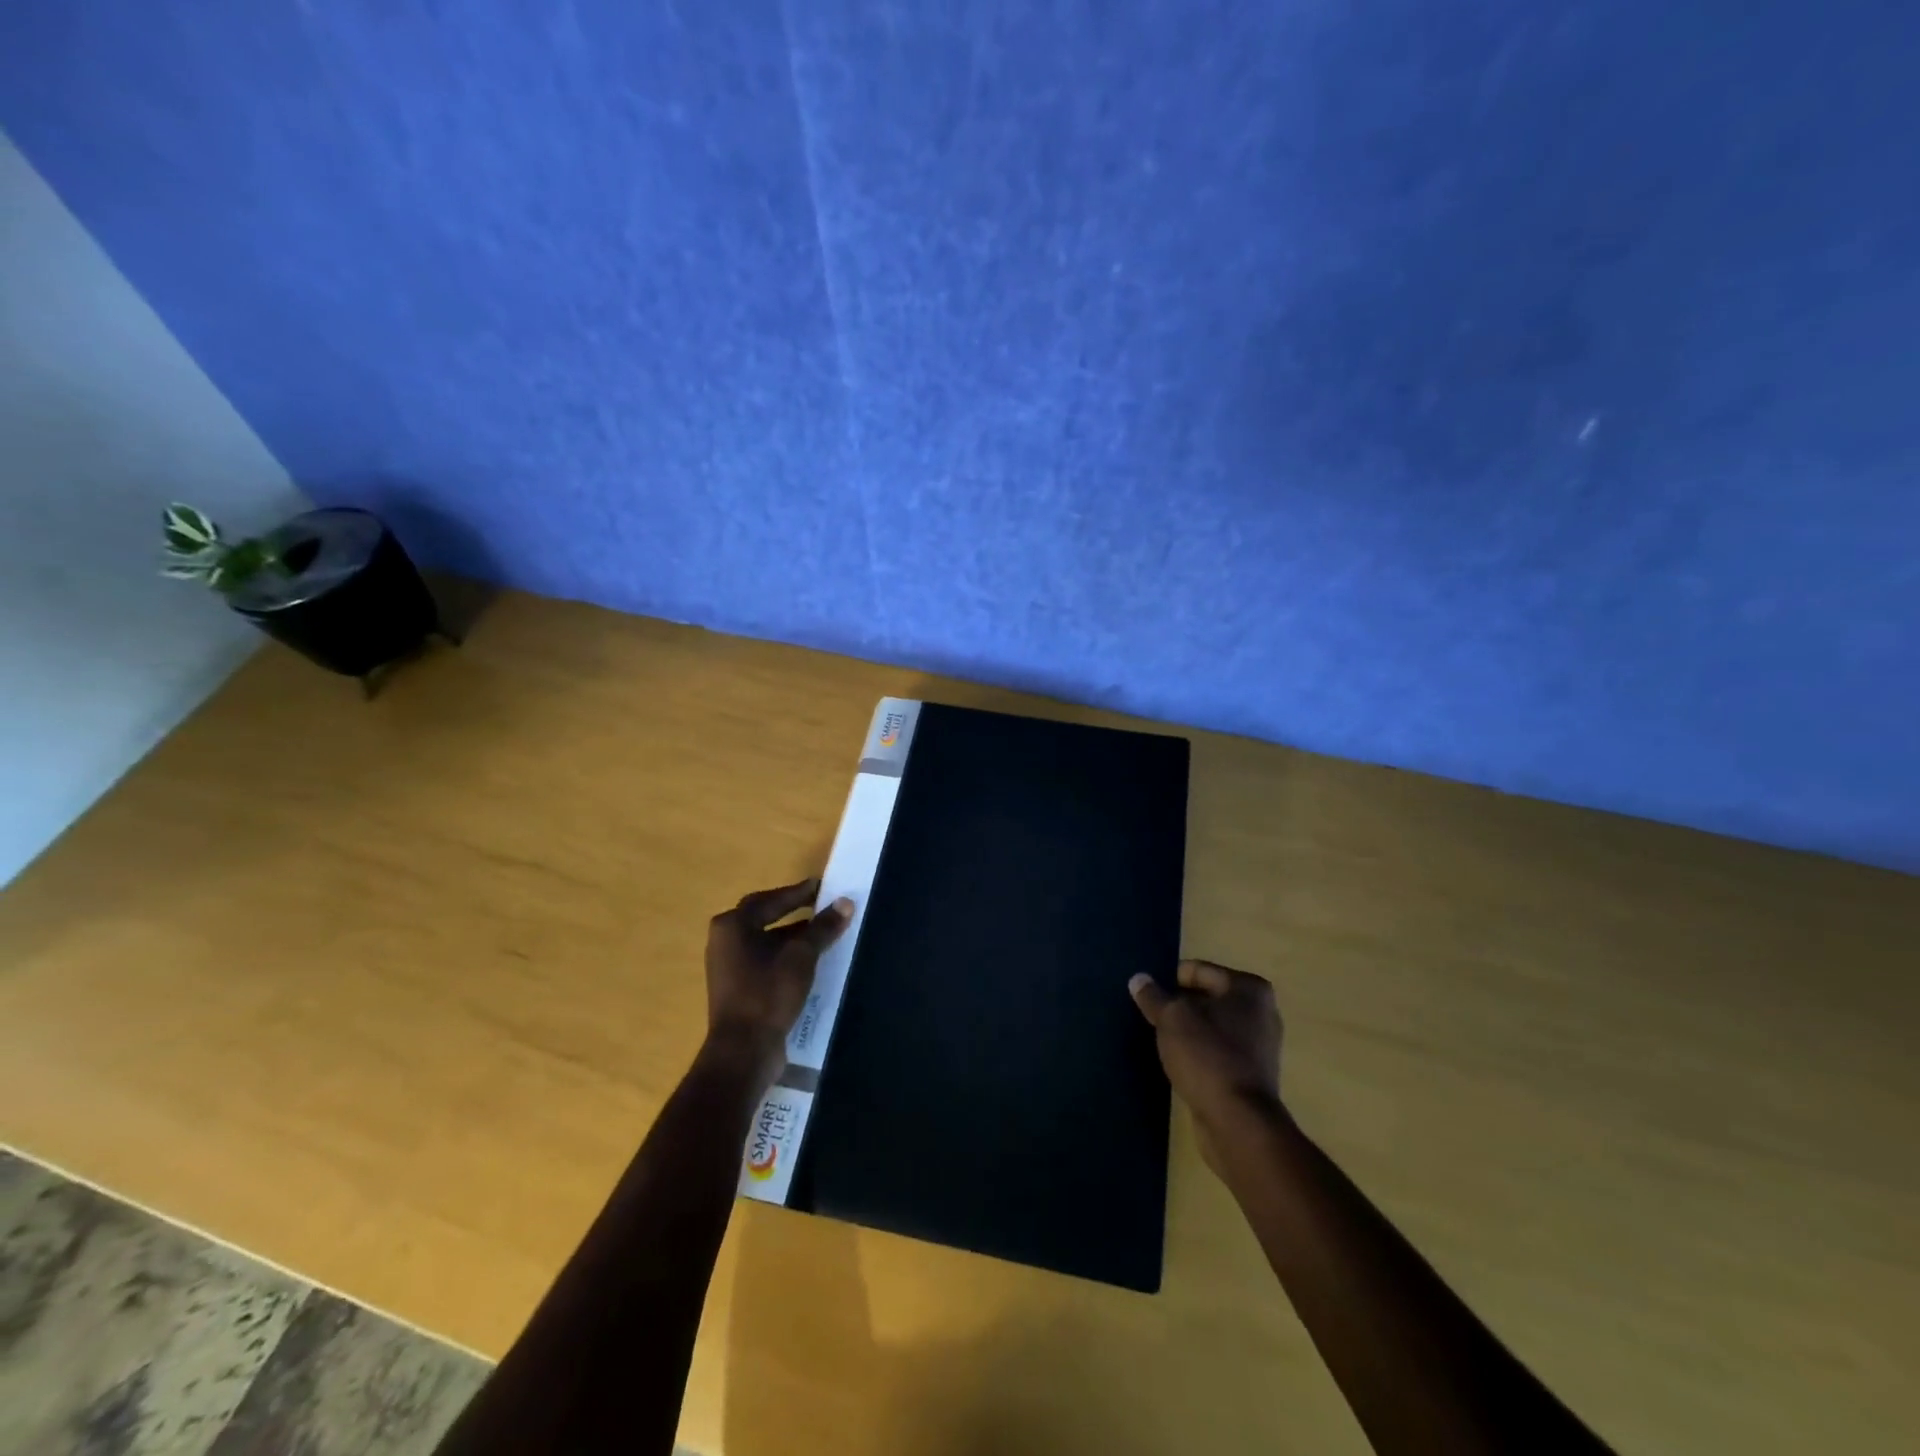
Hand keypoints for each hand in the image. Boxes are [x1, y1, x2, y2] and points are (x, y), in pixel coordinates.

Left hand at [705, 878, 852, 1078]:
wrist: (743, 1052)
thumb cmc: (767, 994)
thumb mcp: (801, 957)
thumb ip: (823, 928)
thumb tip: (845, 903)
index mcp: (732, 926)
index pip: (770, 900)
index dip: (798, 892)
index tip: (822, 887)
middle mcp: (725, 941)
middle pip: (764, 917)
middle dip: (794, 911)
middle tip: (822, 905)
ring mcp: (728, 967)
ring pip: (766, 941)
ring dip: (792, 936)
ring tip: (823, 933)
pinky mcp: (737, 988)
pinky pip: (765, 961)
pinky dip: (785, 956)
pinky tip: (810, 962)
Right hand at [1130, 960, 1283, 1166]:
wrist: (1238, 1123)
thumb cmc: (1207, 1056)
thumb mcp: (1171, 1018)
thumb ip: (1153, 996)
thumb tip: (1138, 979)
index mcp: (1248, 988)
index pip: (1197, 970)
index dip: (1168, 980)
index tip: (1147, 995)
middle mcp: (1261, 1011)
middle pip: (1206, 998)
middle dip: (1179, 1005)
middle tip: (1150, 1016)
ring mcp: (1259, 1045)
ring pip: (1211, 1026)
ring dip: (1188, 1030)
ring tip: (1160, 1039)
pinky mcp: (1252, 1074)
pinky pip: (1217, 1051)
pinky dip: (1199, 1052)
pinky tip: (1178, 1061)